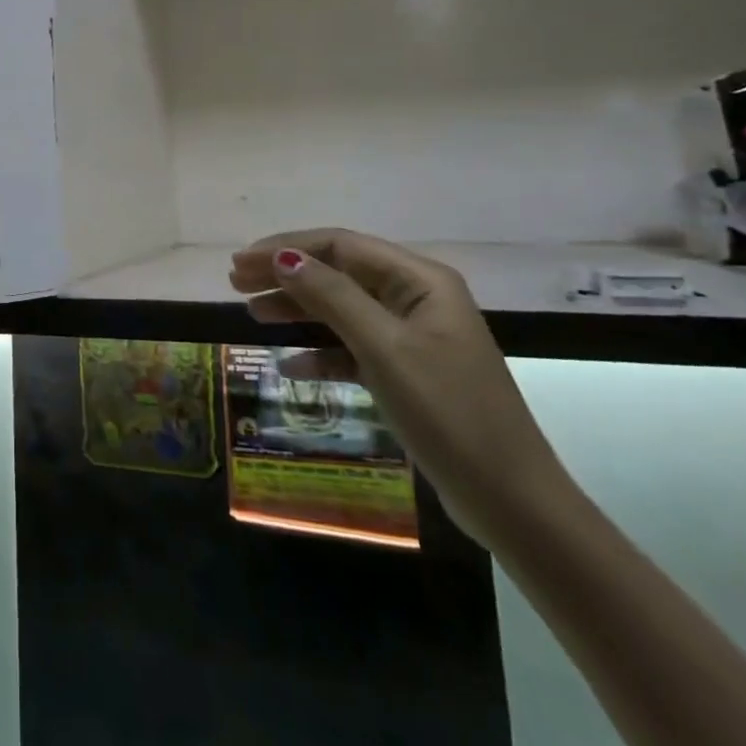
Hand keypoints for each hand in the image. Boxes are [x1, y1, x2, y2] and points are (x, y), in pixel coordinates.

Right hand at [230, 229, 575, 548]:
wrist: (510, 500)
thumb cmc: (447, 411)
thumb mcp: (384, 348)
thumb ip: (332, 297)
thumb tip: (284, 257)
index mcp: (420, 280)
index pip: (340, 245)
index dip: (287, 248)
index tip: (241, 263)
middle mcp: (417, 298)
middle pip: (338, 272)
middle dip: (287, 275)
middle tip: (236, 284)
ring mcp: (413, 336)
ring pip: (342, 309)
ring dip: (298, 309)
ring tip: (253, 314)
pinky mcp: (408, 371)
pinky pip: (353, 347)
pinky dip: (322, 351)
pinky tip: (292, 364)